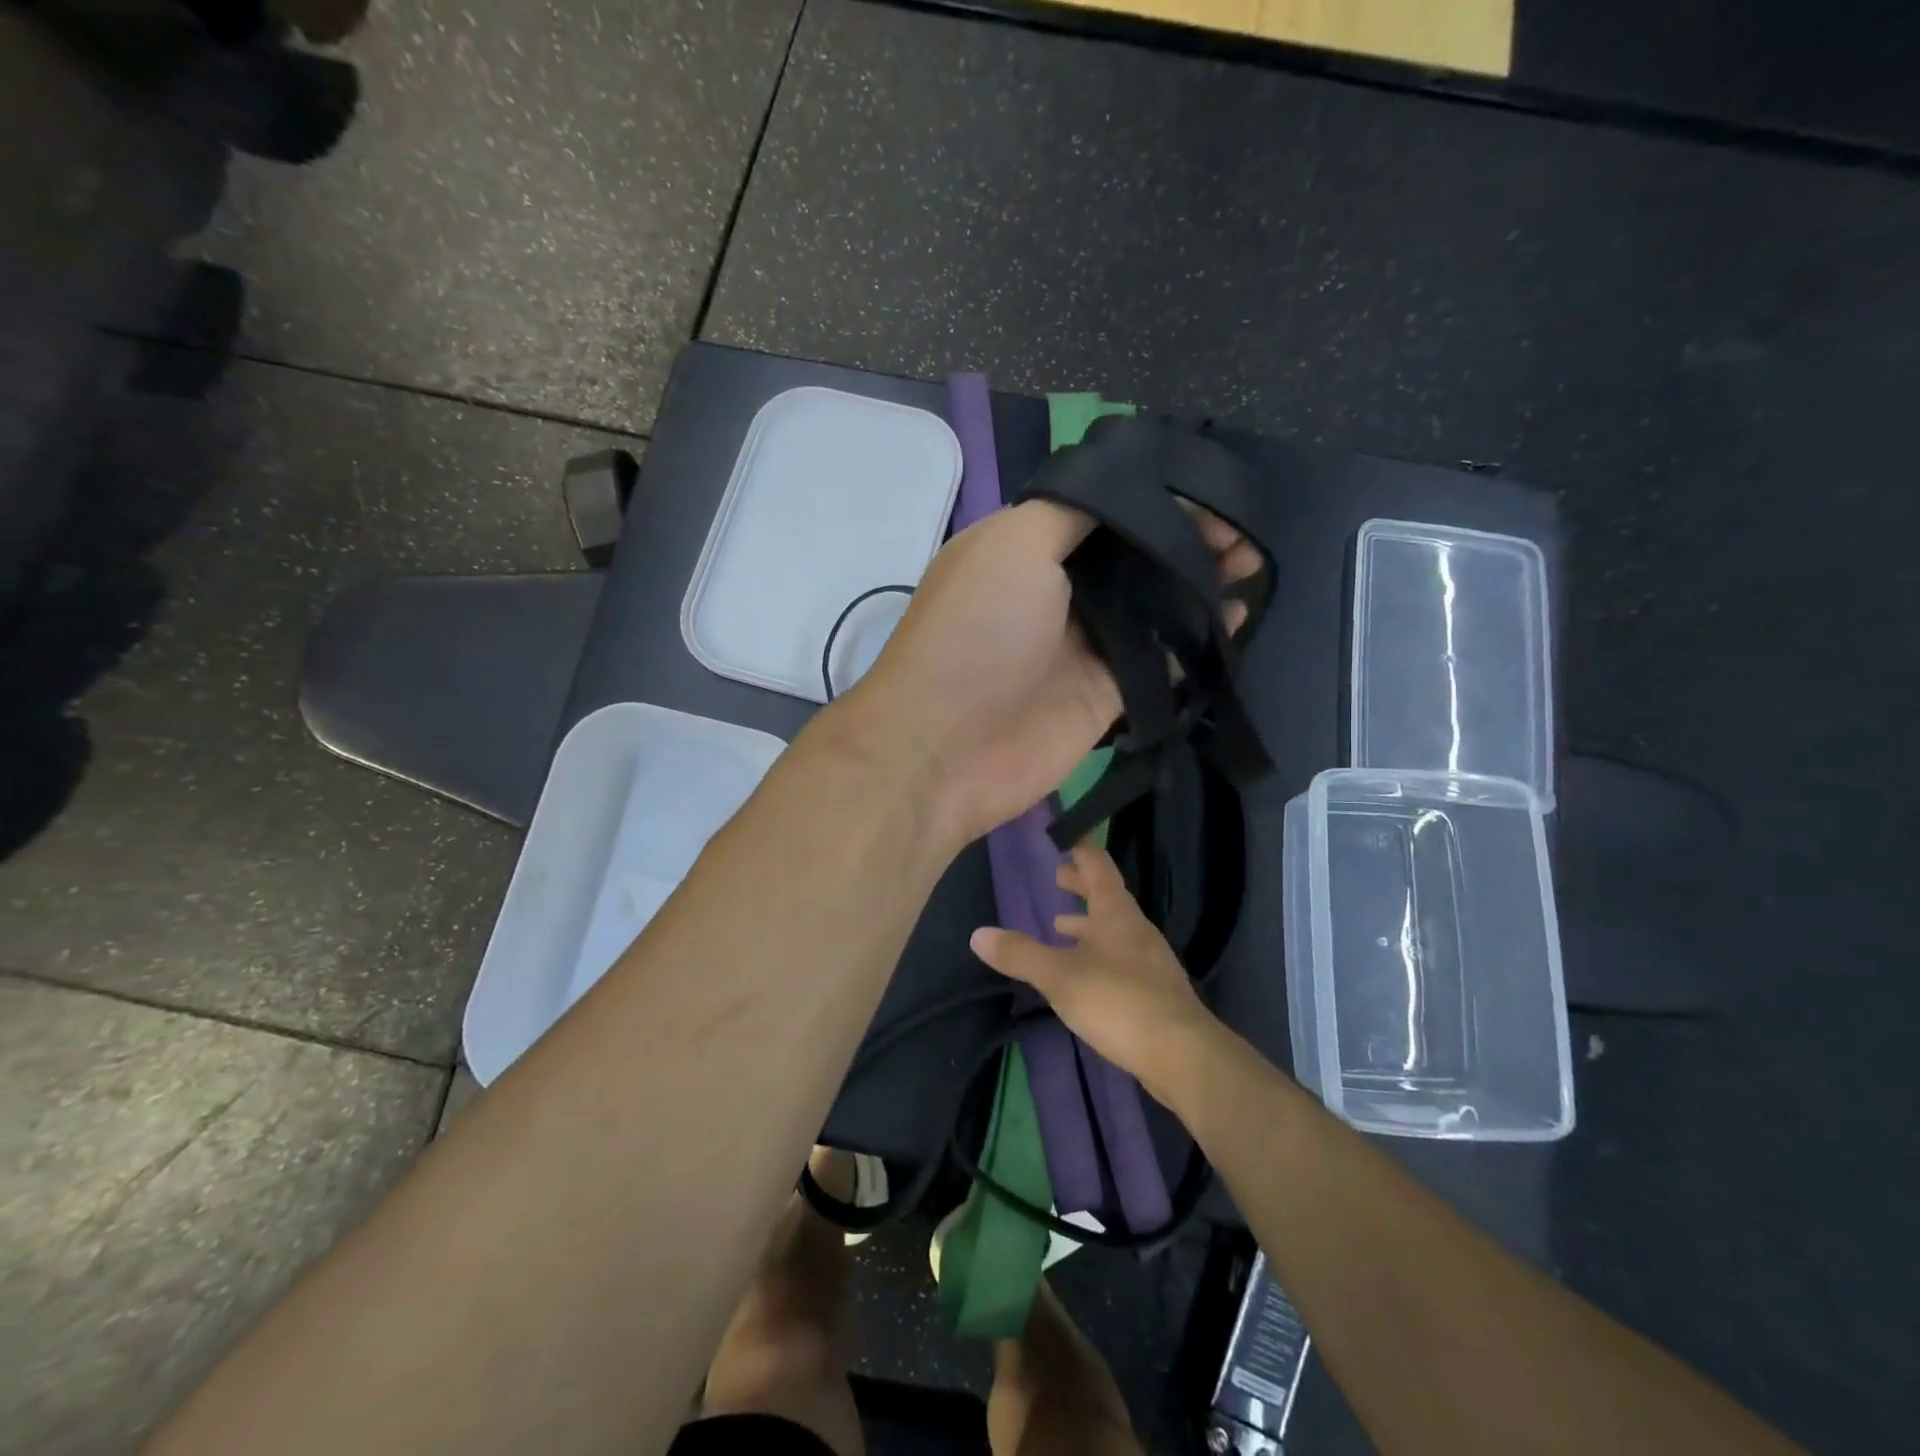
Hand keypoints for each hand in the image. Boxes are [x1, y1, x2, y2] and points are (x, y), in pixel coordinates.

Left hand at [846, 498, 1260, 845]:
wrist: (946, 749)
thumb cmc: (975, 634)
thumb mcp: (1012, 545)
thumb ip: (1073, 510)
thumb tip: (1127, 486)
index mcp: (1026, 545)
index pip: (1104, 506)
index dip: (1156, 496)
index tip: (1209, 494)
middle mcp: (1055, 588)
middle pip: (1133, 553)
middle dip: (1187, 536)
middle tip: (1240, 535)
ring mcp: (1082, 643)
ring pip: (1153, 603)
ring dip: (1200, 582)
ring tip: (1249, 567)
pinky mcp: (1104, 693)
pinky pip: (1161, 660)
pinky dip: (1198, 639)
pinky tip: (1236, 620)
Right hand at [969, 845, 1221, 1104]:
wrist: (1184, 1055)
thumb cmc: (1119, 1002)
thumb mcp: (1060, 976)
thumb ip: (1020, 954)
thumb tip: (978, 933)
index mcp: (1116, 912)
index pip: (1098, 865)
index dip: (1080, 848)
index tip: (1062, 835)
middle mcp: (1136, 927)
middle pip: (1107, 895)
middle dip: (1080, 885)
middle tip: (1056, 878)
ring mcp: (1149, 959)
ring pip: (1113, 928)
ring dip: (1087, 922)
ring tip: (1059, 927)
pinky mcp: (1154, 989)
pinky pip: (1120, 956)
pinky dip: (1097, 952)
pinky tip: (1083, 974)